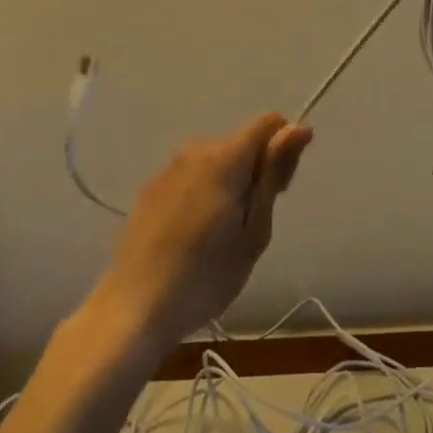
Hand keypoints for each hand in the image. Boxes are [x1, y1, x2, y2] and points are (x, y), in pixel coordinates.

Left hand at [92, 113, 312, 349]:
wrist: (133, 309)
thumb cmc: (206, 276)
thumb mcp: (255, 230)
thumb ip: (275, 173)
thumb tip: (299, 127)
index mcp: (226, 155)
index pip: (270, 122)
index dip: (283, 150)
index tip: (278, 192)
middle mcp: (196, 149)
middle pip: (242, 141)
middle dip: (256, 169)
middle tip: (250, 225)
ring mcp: (168, 167)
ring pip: (216, 159)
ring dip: (229, 182)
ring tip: (220, 235)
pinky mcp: (150, 188)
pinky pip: (191, 176)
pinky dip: (202, 192)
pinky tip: (191, 235)